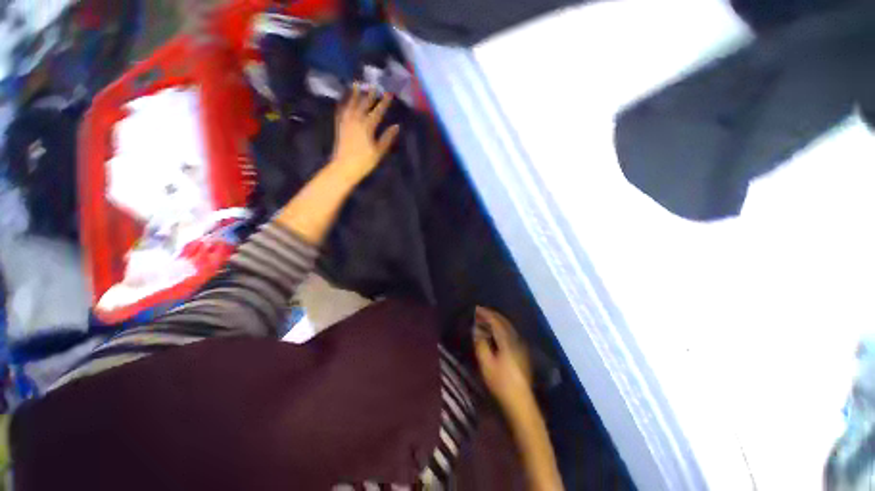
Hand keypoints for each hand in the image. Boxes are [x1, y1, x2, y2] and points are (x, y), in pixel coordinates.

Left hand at [330, 86, 399, 181]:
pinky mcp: (340, 126)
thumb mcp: (379, 151)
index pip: (378, 111)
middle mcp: (356, 121)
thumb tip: (396, 126)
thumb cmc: (364, 162)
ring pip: (351, 104)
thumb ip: (387, 138)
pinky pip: (341, 111)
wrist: (344, 167)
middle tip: (374, 85)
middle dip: (370, 95)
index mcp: (367, 127)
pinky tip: (344, 99)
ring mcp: (346, 122)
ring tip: (357, 84)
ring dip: (355, 94)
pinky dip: (343, 103)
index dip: (384, 102)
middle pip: (364, 104)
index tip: (389, 93)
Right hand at [473, 307, 534, 413]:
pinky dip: (502, 327)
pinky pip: (510, 333)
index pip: (496, 322)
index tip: (477, 309)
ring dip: (497, 321)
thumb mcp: (486, 364)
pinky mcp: (521, 353)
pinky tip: (497, 332)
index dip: (486, 314)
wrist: (520, 402)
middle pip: (504, 322)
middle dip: (492, 315)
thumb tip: (476, 329)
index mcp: (507, 341)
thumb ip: (481, 343)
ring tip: (487, 319)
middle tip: (481, 312)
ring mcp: (520, 346)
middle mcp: (515, 340)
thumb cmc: (501, 383)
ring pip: (508, 327)